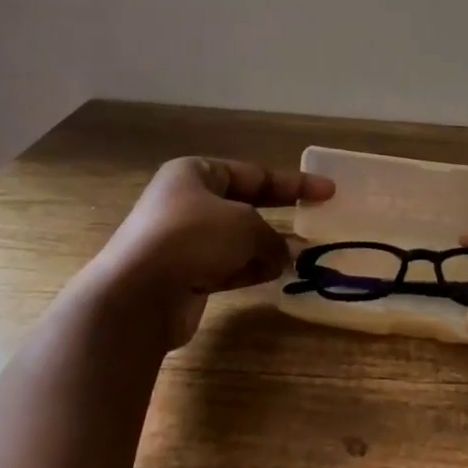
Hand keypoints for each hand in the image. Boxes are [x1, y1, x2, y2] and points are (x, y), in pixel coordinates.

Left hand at [90, 157, 334, 346]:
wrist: (139, 293)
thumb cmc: (194, 238)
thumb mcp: (245, 225)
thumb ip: (271, 236)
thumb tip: (280, 255)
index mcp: (195, 174)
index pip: (254, 174)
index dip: (293, 183)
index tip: (328, 191)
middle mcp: (186, 203)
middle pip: (244, 206)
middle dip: (279, 216)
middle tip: (314, 222)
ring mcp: (183, 241)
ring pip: (237, 240)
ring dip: (266, 248)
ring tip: (301, 257)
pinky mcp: (183, 275)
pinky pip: (226, 267)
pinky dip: (249, 269)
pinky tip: (275, 276)